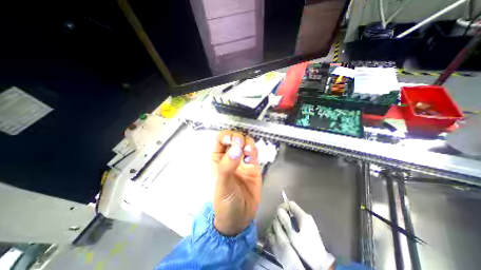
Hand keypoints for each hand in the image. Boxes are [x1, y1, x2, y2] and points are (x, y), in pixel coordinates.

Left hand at [212, 129, 261, 233]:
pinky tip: (252, 156)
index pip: (221, 140)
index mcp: (218, 158)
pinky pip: (254, 152)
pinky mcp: (253, 165)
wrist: (240, 217)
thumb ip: (227, 166)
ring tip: (248, 152)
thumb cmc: (225, 202)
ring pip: (246, 143)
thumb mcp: (222, 184)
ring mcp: (242, 160)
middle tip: (240, 146)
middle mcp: (230, 156)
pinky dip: (254, 150)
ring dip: (247, 143)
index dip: (226, 136)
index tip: (231, 140)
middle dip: (238, 138)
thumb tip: (235, 149)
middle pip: (235, 138)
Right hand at [267, 201, 334, 269]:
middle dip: (283, 214)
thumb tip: (278, 210)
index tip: (277, 214)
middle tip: (278, 222)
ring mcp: (308, 222)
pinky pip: (296, 220)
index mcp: (303, 216)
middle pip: (292, 209)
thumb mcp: (293, 236)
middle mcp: (306, 216)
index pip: (290, 204)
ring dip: (286, 219)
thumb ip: (286, 222)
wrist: (321, 264)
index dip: (282, 207)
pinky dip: (291, 223)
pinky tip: (288, 231)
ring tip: (281, 227)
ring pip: (293, 215)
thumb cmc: (306, 250)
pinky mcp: (308, 228)